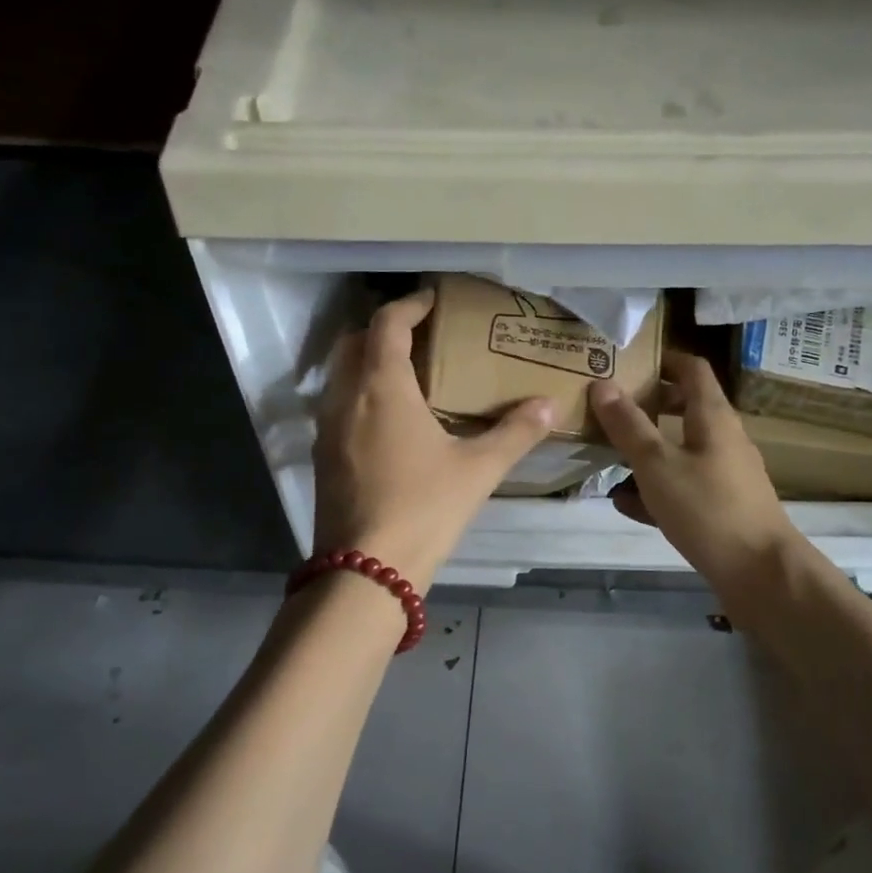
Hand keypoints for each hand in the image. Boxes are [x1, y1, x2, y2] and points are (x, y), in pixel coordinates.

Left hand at [312, 288, 553, 587]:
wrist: (366, 571)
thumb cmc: (424, 508)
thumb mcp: (478, 469)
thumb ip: (516, 432)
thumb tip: (549, 405)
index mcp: (382, 387)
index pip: (387, 324)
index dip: (410, 305)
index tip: (433, 301)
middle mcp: (346, 397)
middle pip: (354, 343)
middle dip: (384, 331)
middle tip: (422, 338)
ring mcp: (327, 428)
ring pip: (340, 376)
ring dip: (367, 363)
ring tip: (409, 377)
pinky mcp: (322, 457)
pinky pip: (337, 406)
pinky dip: (359, 395)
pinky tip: (390, 422)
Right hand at [590, 352, 799, 599]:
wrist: (760, 574)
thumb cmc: (708, 508)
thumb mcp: (657, 464)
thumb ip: (628, 426)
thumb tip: (602, 384)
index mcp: (712, 416)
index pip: (692, 369)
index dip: (663, 359)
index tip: (627, 361)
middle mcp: (722, 438)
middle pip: (684, 408)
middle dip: (647, 407)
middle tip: (608, 409)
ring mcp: (723, 474)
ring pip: (679, 450)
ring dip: (646, 450)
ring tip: (605, 456)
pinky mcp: (720, 507)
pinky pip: (681, 487)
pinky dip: (655, 489)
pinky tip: (624, 503)